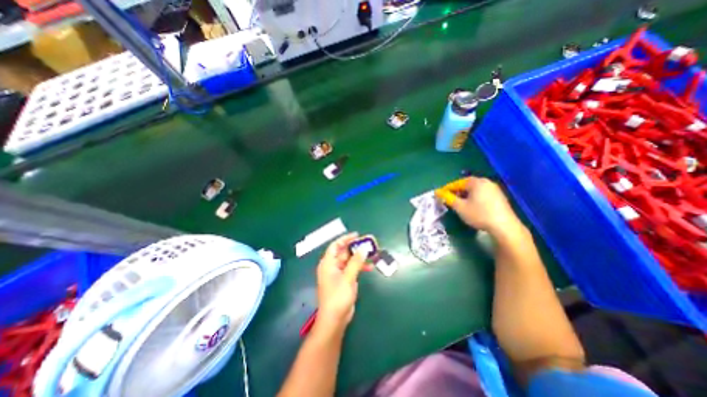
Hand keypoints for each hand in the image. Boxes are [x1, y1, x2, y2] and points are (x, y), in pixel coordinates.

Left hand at [316, 232, 366, 331]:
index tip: (357, 235)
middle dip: (356, 248)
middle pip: (344, 252)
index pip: (335, 245)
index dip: (345, 239)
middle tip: (368, 243)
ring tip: (372, 254)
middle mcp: (332, 266)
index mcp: (328, 263)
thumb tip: (363, 248)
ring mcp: (338, 273)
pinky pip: (352, 269)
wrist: (335, 319)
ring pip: (350, 260)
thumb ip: (356, 262)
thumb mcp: (348, 277)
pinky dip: (360, 267)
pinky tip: (369, 267)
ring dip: (360, 257)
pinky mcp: (344, 280)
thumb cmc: (338, 297)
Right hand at [437, 176, 524, 237]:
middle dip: (457, 192)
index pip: (457, 183)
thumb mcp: (460, 207)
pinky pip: (482, 193)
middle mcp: (486, 182)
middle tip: (449, 200)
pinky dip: (474, 197)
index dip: (447, 189)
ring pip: (475, 189)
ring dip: (465, 195)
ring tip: (459, 204)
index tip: (440, 195)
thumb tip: (437, 192)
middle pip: (467, 185)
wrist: (504, 226)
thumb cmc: (479, 214)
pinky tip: (472, 206)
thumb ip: (448, 198)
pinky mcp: (499, 196)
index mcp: (476, 182)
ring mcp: (494, 189)